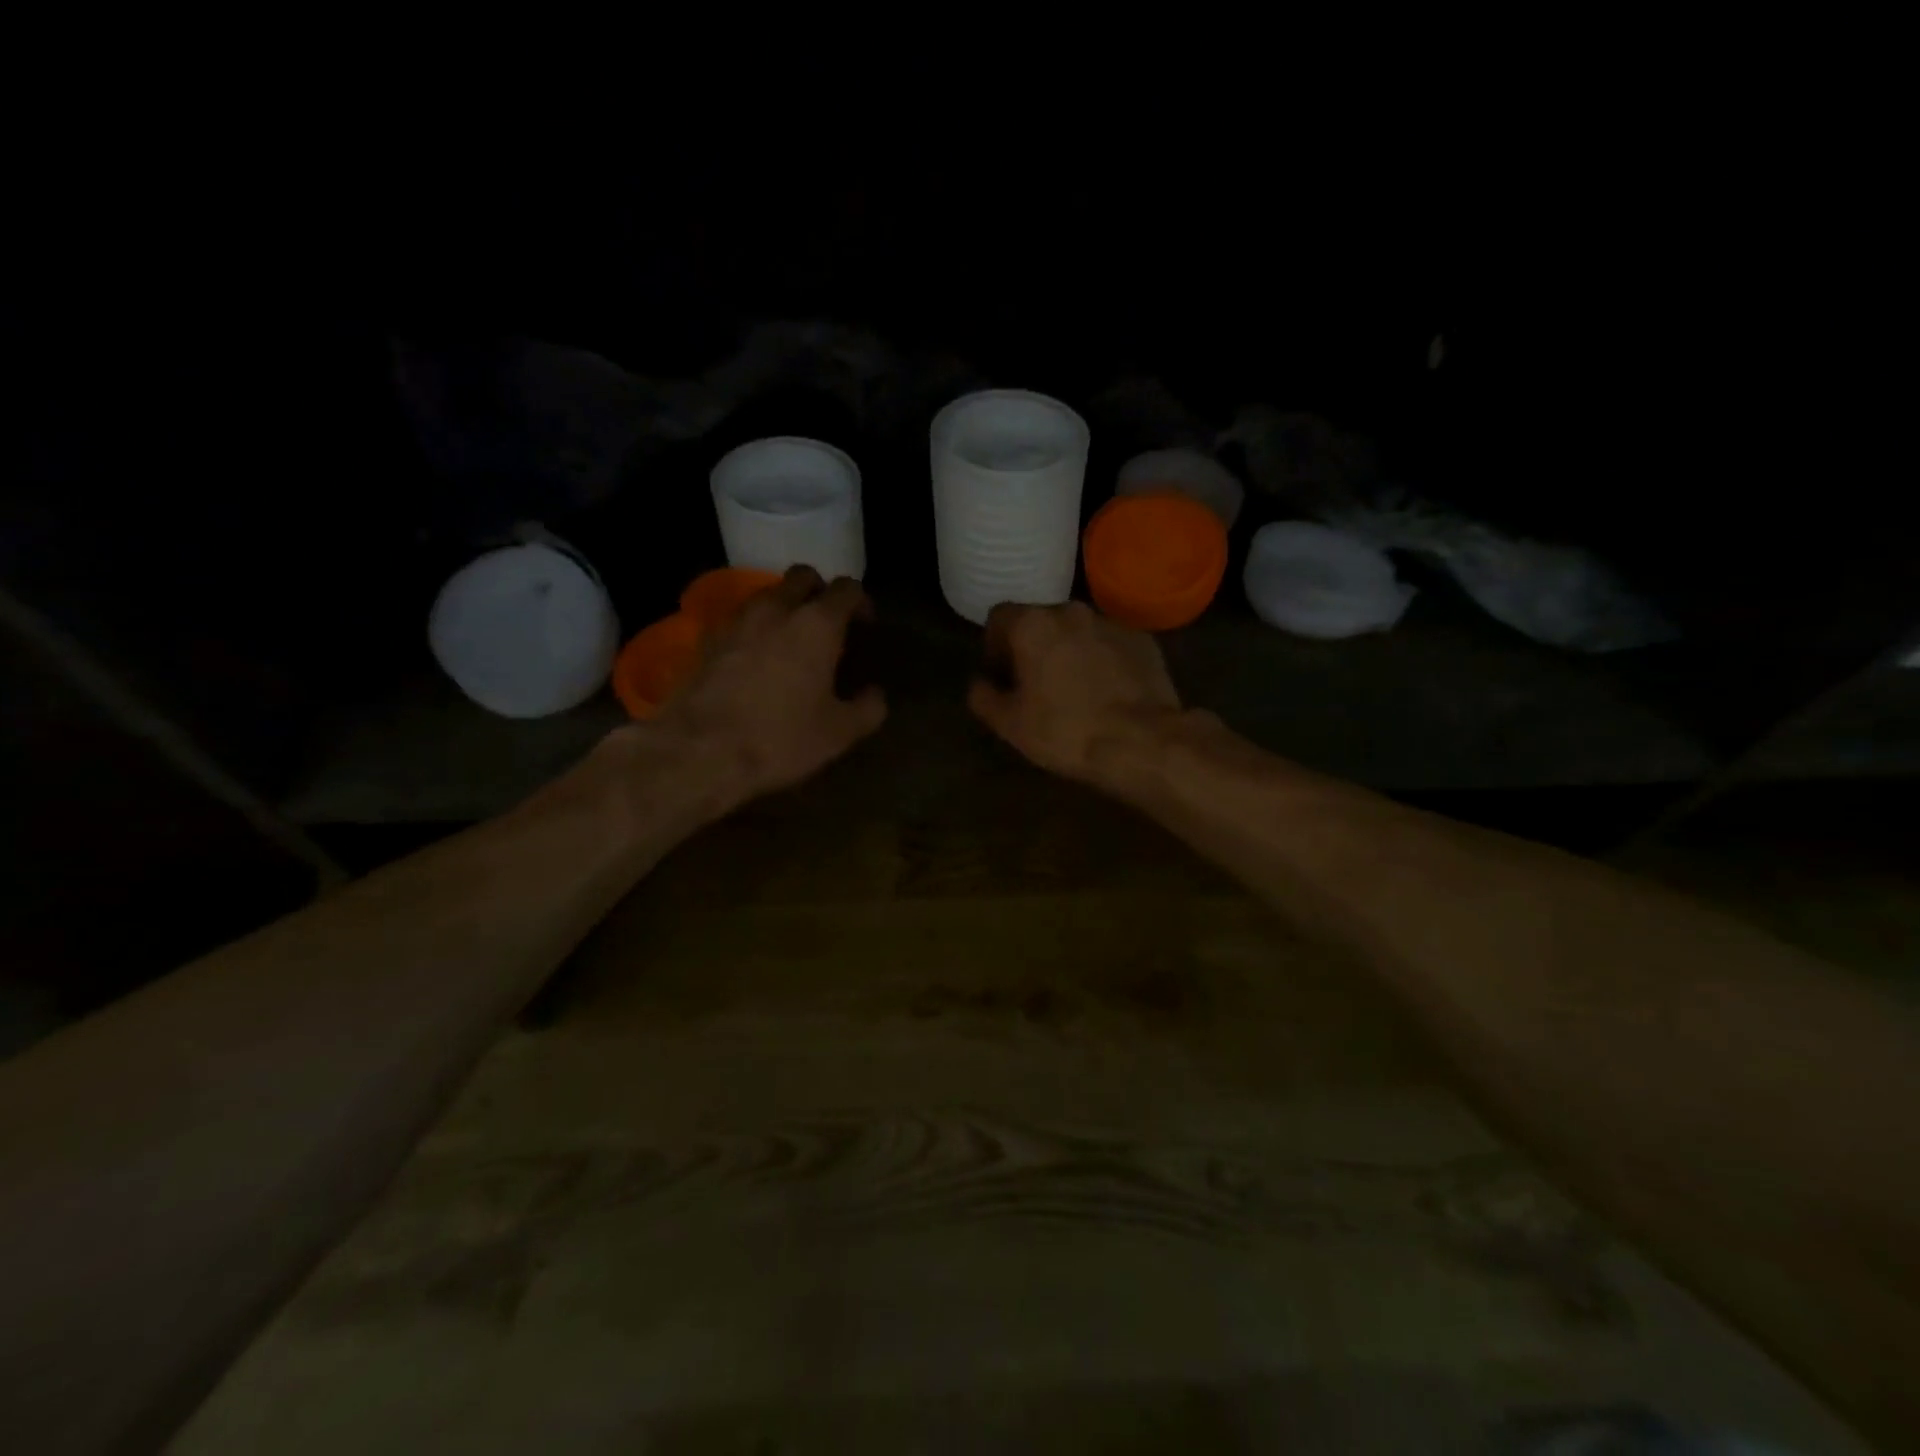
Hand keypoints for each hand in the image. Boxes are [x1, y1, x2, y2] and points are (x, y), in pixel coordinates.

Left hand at [653, 566, 886, 807]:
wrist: (699, 752)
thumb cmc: (780, 739)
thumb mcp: (839, 733)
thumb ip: (867, 708)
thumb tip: (875, 694)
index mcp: (817, 625)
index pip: (846, 589)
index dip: (860, 601)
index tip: (865, 623)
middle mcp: (776, 610)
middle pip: (802, 576)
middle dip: (820, 591)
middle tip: (828, 622)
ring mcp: (736, 621)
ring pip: (767, 594)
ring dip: (785, 606)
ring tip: (791, 639)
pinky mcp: (706, 640)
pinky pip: (739, 619)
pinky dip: (754, 628)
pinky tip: (756, 658)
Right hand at [967, 601, 1183, 785]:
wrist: (1142, 742)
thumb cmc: (1066, 731)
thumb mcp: (1010, 724)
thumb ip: (983, 697)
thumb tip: (979, 683)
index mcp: (1032, 624)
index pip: (999, 617)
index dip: (994, 646)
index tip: (1001, 676)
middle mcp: (1071, 611)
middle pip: (1040, 621)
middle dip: (1033, 647)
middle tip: (1034, 685)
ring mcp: (1111, 623)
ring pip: (1077, 632)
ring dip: (1068, 652)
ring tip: (1073, 690)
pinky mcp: (1143, 640)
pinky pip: (1109, 645)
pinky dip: (1101, 660)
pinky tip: (1105, 693)